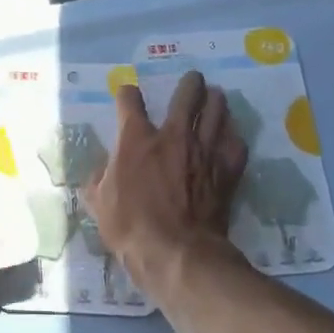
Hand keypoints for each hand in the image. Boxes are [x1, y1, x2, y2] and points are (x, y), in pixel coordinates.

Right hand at [85, 71, 248, 302]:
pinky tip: (233, 136)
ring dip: (217, 102)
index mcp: (136, 139)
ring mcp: (203, 152)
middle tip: (194, 79)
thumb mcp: (99, 203)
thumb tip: (98, 174)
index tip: (127, 94)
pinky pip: (235, 146)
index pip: (130, 101)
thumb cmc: (131, 226)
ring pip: (216, 114)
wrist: (177, 253)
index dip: (127, 93)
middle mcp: (172, 136)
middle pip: (187, 97)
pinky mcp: (225, 172)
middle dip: (191, 84)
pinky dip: (234, 138)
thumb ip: (98, 181)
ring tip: (217, 96)